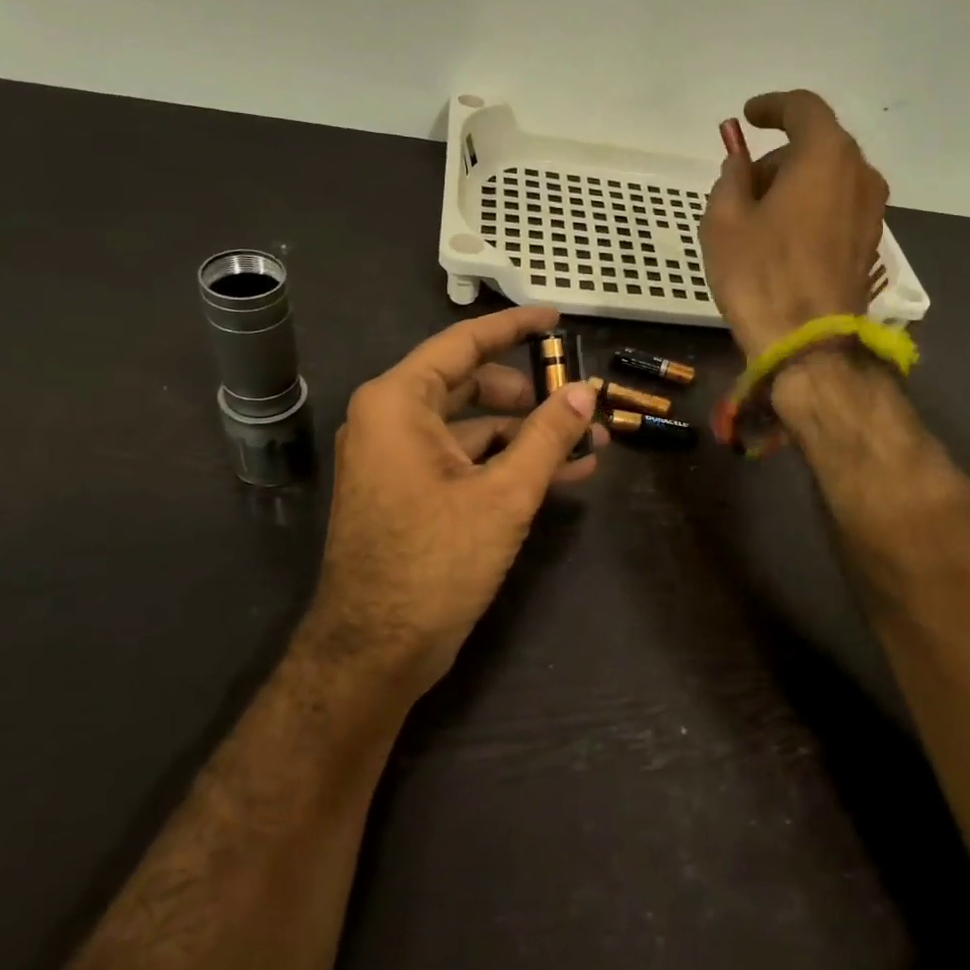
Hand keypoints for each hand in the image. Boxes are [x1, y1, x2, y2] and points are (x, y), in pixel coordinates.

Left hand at [305, 306, 603, 697]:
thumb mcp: (505, 494)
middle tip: (583, 401)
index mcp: (400, 403)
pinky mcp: (414, 494)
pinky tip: (565, 474)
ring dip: (531, 435)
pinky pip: (468, 461)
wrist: (376, 651)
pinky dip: (511, 463)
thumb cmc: (435, 561)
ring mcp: (401, 460)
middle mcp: (393, 421)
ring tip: (592, 443)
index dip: (514, 327)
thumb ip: (549, 436)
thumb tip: (586, 390)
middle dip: (533, 395)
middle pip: (473, 386)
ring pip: (476, 428)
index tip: (556, 318)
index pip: (464, 344)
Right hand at [701, 90, 888, 355]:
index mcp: (826, 155)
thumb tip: (741, 163)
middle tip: (741, 184)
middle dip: (778, 156)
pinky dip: (810, 208)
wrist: (809, 344)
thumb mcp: (723, 221)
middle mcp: (860, 174)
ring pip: (829, 178)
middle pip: (817, 145)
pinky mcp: (870, 244)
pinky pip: (837, 207)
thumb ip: (730, 177)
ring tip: (757, 218)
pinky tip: (782, 239)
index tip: (747, 117)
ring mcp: (872, 212)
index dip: (772, 107)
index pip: (803, 108)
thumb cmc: (760, 276)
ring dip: (794, 184)